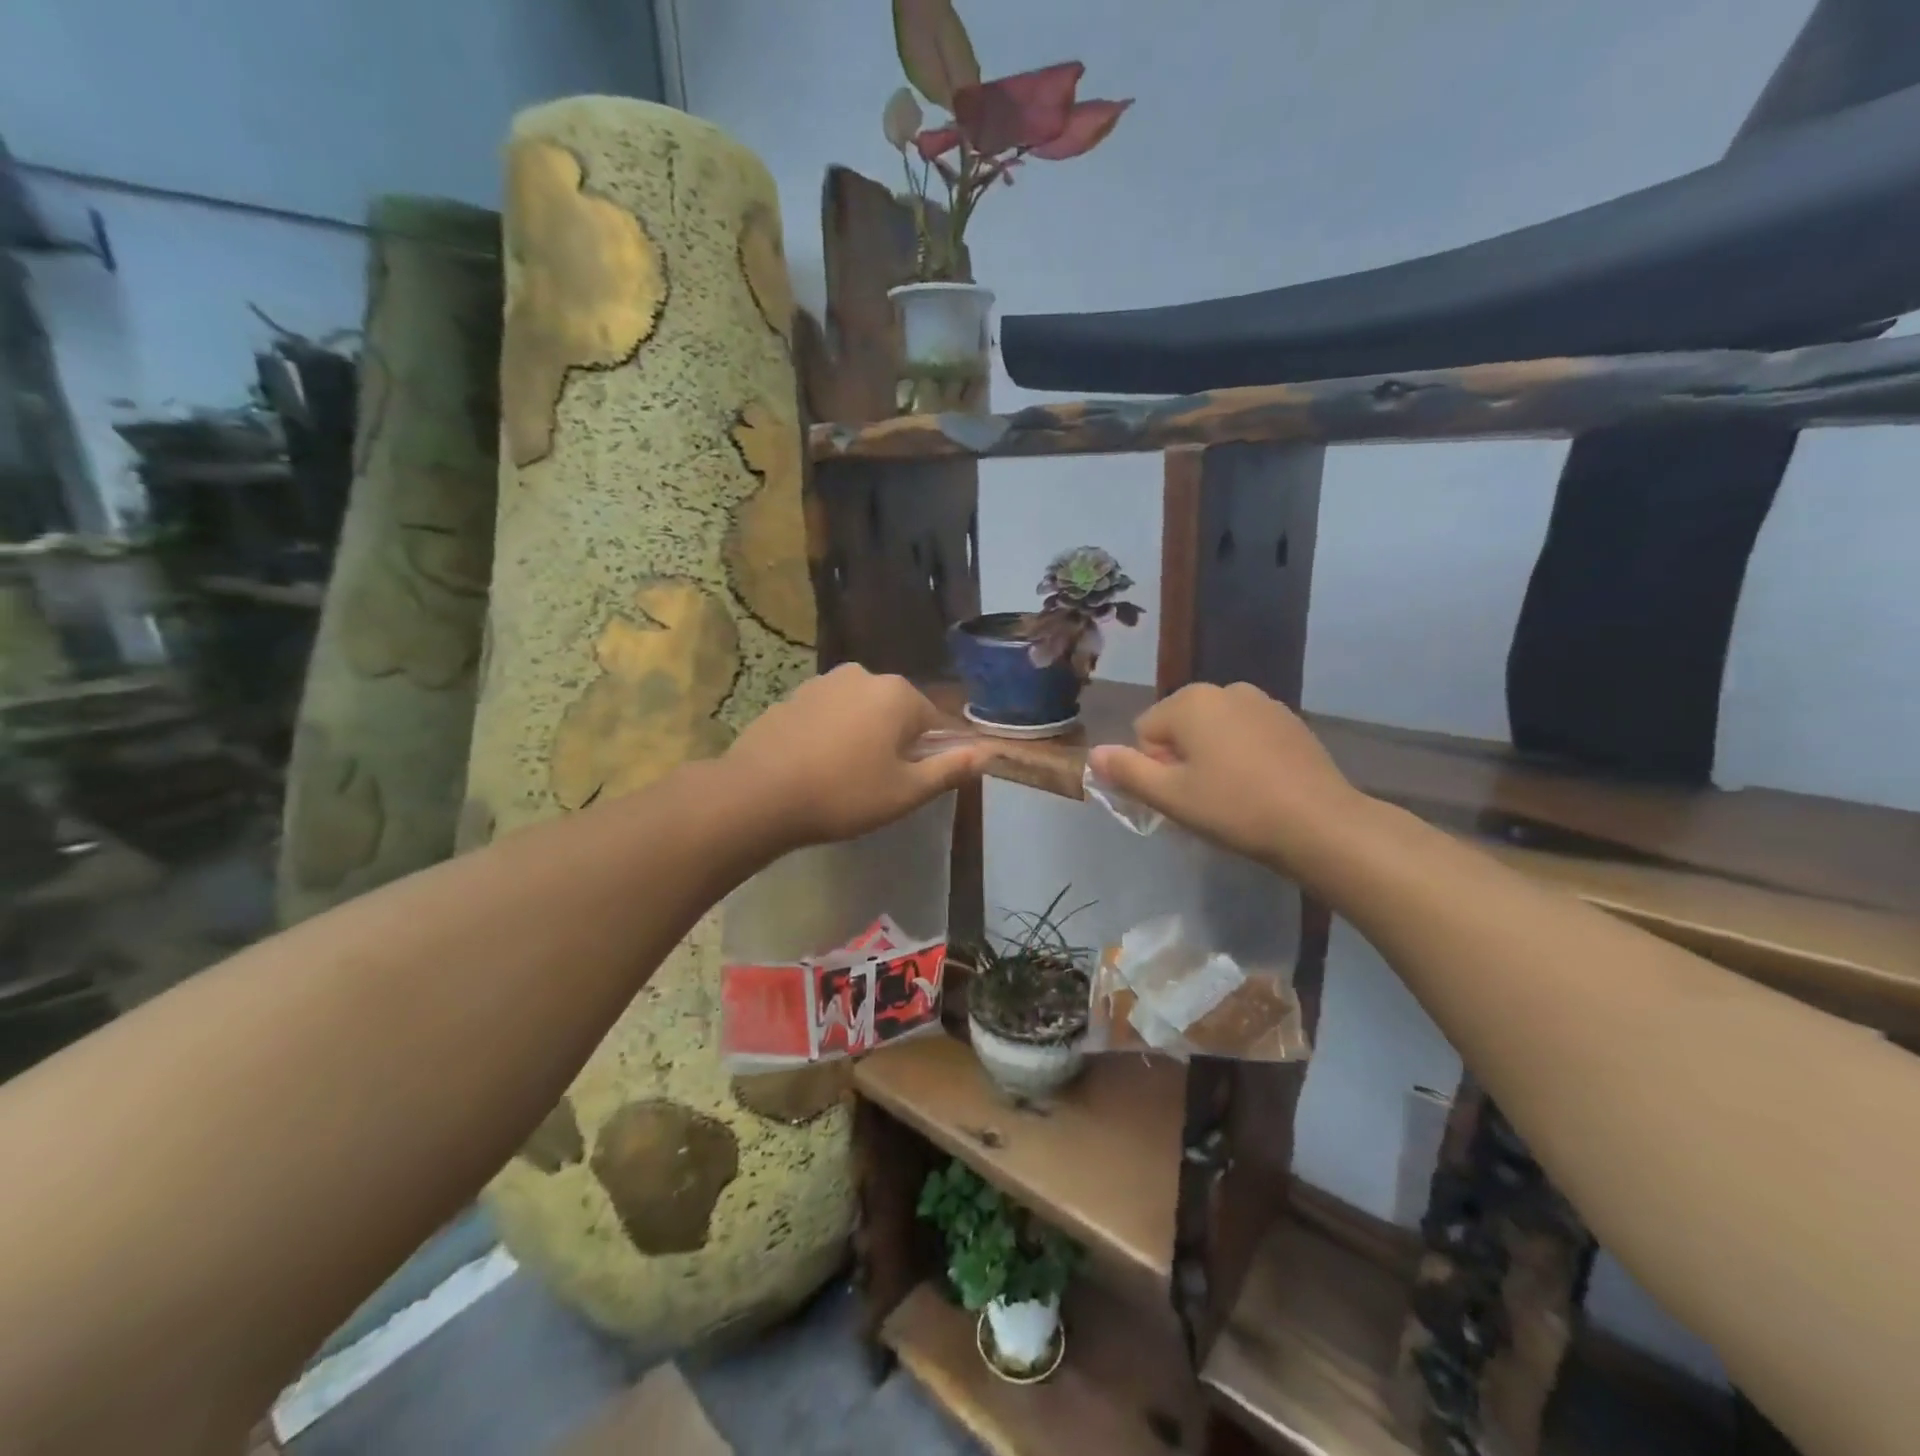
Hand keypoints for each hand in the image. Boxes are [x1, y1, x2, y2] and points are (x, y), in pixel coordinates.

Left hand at [724, 665, 988, 849]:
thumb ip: (950, 769)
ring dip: (862, 737)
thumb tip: (985, 753)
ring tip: (844, 777)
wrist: (758, 794)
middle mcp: (863, 675)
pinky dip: (829, 735)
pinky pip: (827, 715)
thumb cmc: (844, 794)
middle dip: (895, 742)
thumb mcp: (906, 791)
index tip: (911, 783)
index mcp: (898, 694)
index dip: (930, 754)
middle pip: (896, 712)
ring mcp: (822, 682)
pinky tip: (815, 766)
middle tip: (878, 784)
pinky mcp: (791, 697)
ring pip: (860, 712)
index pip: (934, 721)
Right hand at [1087, 682, 1362, 872]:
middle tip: (1203, 798)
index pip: (1144, 732)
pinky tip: (1260, 785)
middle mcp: (1225, 689)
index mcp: (1190, 701)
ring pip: (1213, 731)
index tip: (1181, 796)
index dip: (1154, 768)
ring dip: (1211, 757)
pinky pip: (1245, 734)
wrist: (1320, 824)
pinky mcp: (1290, 721)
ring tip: (1233, 794)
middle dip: (1182, 759)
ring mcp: (1262, 702)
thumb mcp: (1170, 796)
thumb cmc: (1234, 808)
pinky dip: (1242, 755)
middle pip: (1179, 727)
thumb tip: (1094, 754)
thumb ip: (1126, 771)